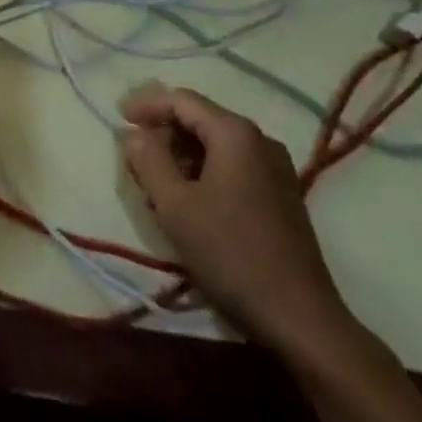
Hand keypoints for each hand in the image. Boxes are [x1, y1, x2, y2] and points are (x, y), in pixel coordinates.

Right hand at [121, 84, 355, 361]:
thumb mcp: (175, 206)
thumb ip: (149, 161)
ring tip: (159, 185)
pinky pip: (234, 167)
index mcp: (234, 132)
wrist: (302, 322)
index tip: (120, 119)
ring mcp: (276, 168)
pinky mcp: (282, 196)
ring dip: (183, 157)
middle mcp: (259, 140)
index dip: (147, 106)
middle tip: (137, 159)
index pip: (181, 100)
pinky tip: (191, 201)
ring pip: (216, 146)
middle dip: (164, 135)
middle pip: (200, 120)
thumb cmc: (232, 254)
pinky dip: (206, 173)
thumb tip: (136, 136)